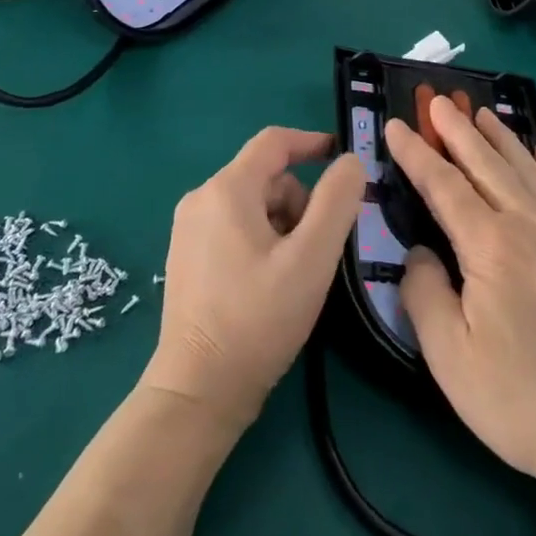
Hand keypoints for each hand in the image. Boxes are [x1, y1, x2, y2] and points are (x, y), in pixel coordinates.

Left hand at [141, 128, 364, 428]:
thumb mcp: (311, 258)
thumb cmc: (258, 319)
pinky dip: (262, 240)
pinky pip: (235, 226)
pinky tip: (270, 283)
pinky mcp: (186, 256)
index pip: (274, 142)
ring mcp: (188, 229)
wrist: (198, 393)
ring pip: (253, 204)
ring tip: (295, 273)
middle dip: (301, 201)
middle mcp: (200, 199)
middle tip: (320, 248)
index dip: (313, 143)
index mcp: (226, 189)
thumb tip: (350, 161)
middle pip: (266, 177)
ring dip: (284, 224)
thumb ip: (337, 202)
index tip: (344, 161)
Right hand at [389, 98, 535, 502]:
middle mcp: (530, 225)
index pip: (443, 186)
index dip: (416, 153)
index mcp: (490, 247)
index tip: (396, 125)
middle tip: (438, 102)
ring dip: (502, 137)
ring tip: (481, 114)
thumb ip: (424, 295)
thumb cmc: (524, 400)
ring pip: (528, 169)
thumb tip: (419, 253)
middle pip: (486, 164)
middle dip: (457, 130)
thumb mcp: (451, 360)